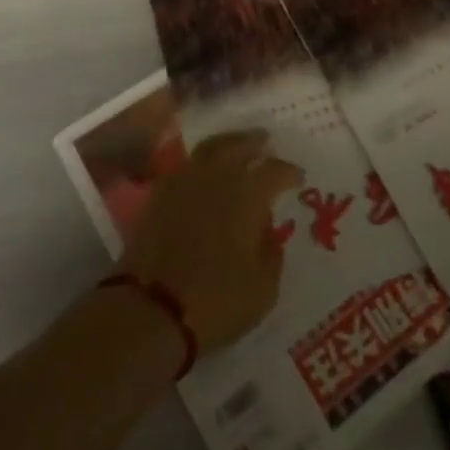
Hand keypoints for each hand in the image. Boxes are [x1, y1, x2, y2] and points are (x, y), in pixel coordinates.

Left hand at [117, 130, 301, 350]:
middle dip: (254, 141)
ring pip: (209, 148)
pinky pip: (185, 166)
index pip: (273, 170)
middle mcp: (217, 176)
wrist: (152, 308)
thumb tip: (268, 231)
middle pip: (237, 145)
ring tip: (235, 148)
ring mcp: (184, 180)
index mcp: (247, 194)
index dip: (288, 171)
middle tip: (264, 140)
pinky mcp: (159, 193)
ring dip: (226, 144)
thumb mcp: (263, 289)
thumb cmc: (216, 300)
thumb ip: (272, 253)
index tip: (297, 176)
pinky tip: (204, 173)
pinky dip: (199, 164)